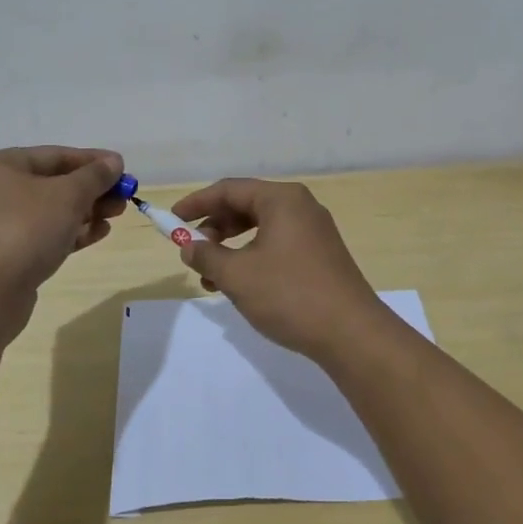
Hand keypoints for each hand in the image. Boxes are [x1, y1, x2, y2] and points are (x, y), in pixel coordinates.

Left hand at [0, 146, 126, 300]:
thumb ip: (94, 176)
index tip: (123, 168)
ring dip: (87, 211)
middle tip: (124, 196)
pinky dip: (72, 232)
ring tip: (117, 215)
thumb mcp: (68, 195)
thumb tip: (114, 162)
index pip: (55, 155)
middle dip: (93, 189)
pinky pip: (45, 235)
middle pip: (54, 183)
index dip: (93, 160)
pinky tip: (99, 233)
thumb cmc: (25, 229)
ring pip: (52, 211)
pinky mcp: (8, 254)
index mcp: (0, 166)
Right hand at [171, 179, 387, 360]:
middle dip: (214, 228)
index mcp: (282, 199)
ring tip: (210, 278)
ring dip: (231, 248)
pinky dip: (252, 258)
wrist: (351, 333)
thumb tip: (189, 247)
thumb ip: (207, 256)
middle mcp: (300, 207)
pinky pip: (277, 244)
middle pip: (246, 206)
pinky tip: (240, 285)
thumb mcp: (237, 276)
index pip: (229, 189)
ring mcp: (314, 231)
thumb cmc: (290, 295)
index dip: (196, 203)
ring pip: (261, 228)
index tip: (171, 220)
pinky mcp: (320, 255)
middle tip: (192, 253)